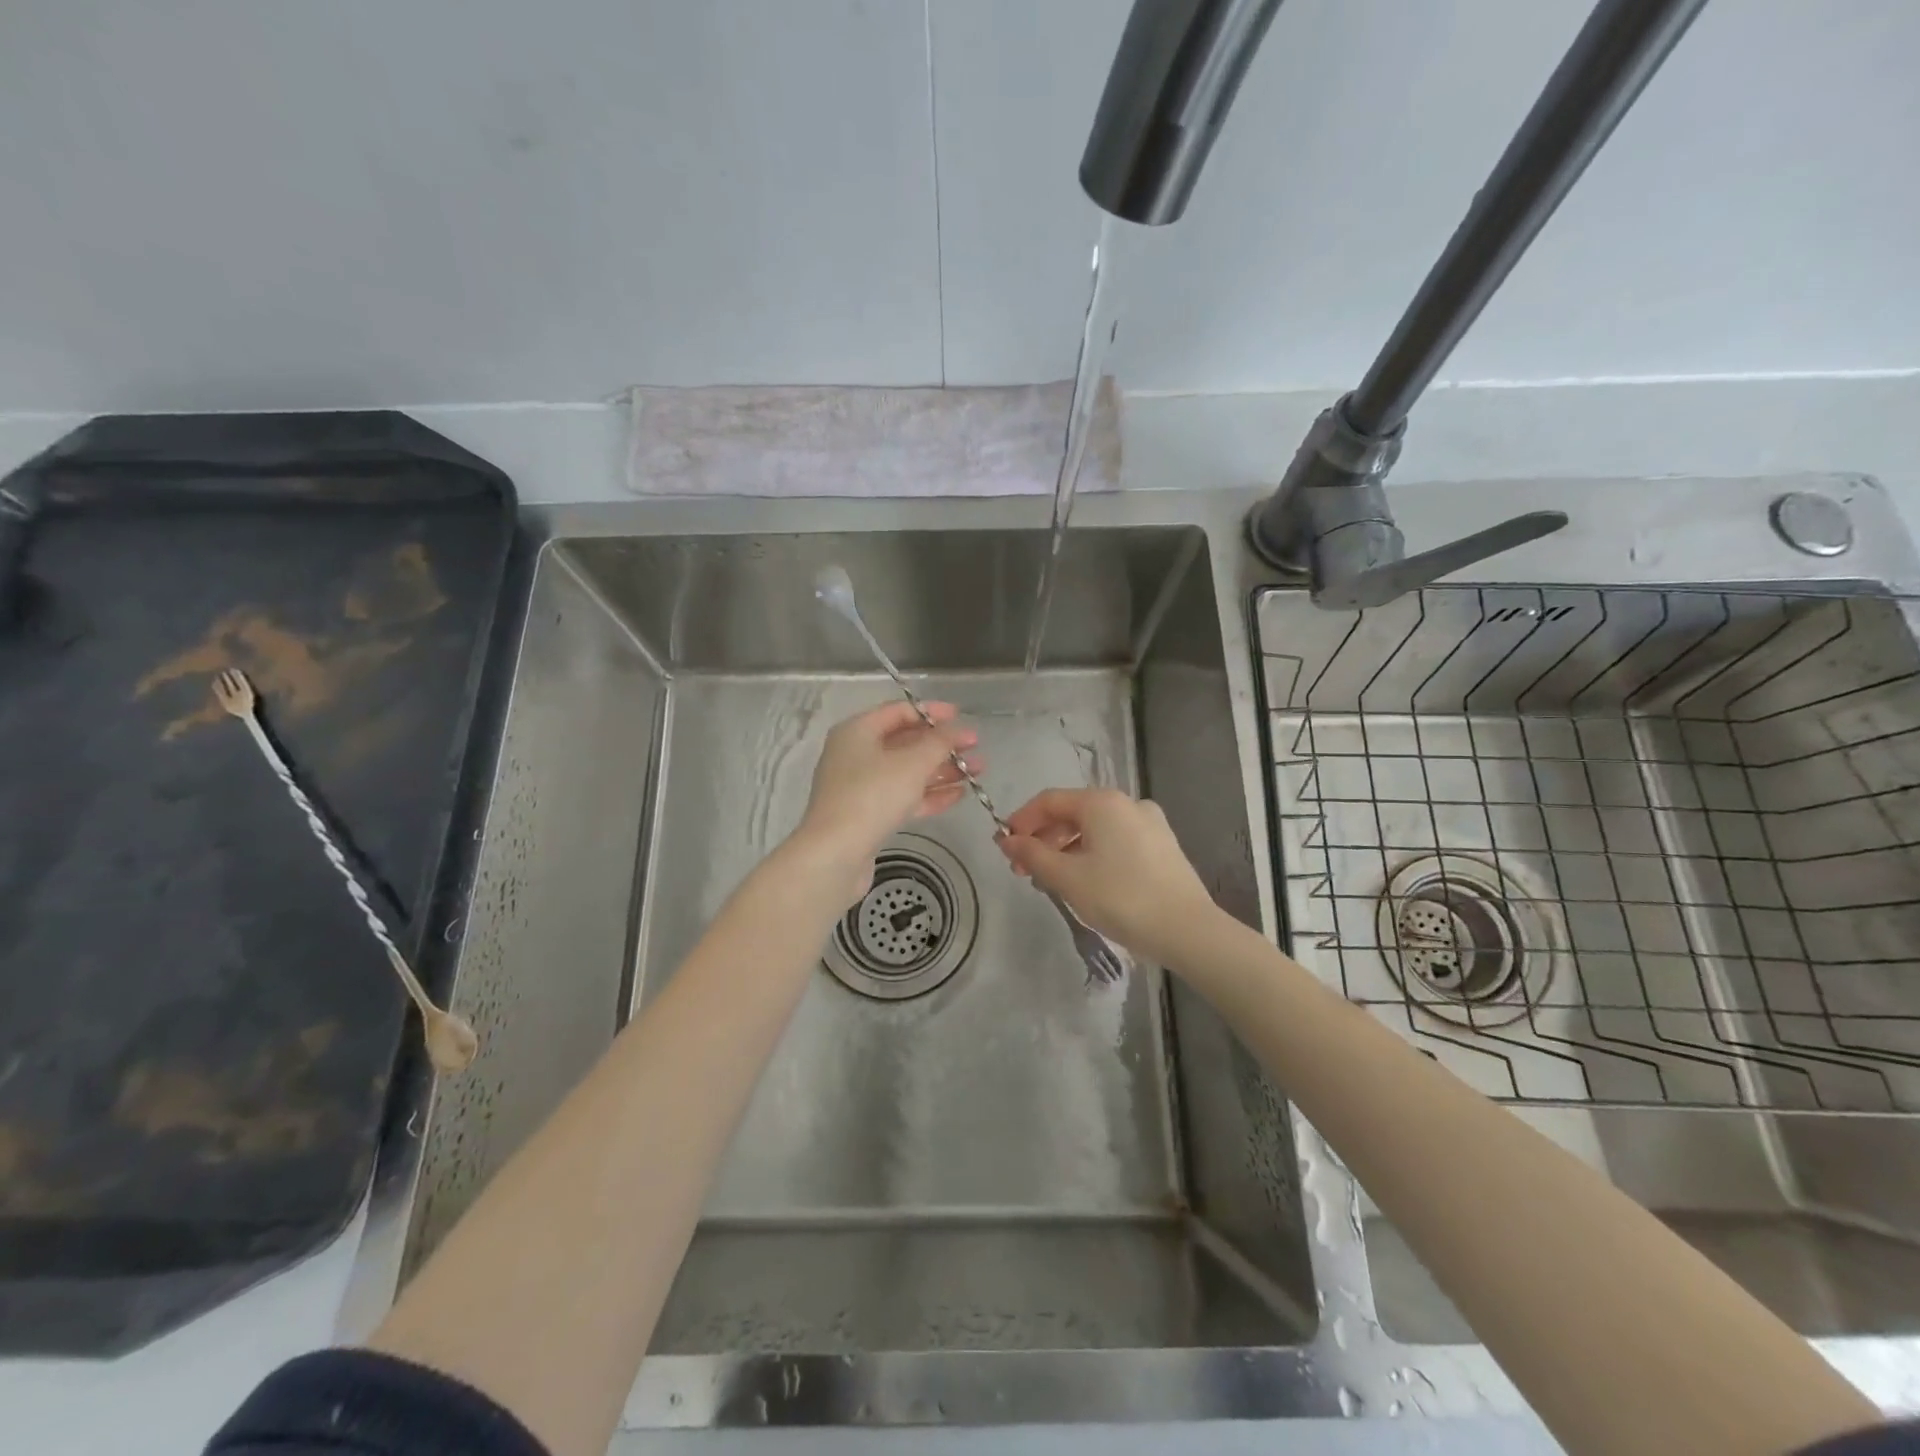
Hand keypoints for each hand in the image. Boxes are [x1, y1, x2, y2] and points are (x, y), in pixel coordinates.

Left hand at [795, 701, 978, 896]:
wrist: (835, 855)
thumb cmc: (872, 796)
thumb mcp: (912, 763)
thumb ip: (940, 742)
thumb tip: (960, 730)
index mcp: (857, 731)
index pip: (899, 711)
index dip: (932, 712)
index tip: (962, 718)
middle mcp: (855, 754)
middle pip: (905, 742)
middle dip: (942, 745)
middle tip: (976, 749)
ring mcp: (860, 787)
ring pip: (907, 772)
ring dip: (941, 770)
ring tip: (977, 772)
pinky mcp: (867, 816)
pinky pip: (903, 797)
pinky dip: (929, 795)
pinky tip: (959, 795)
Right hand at [996, 788, 1217, 963]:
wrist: (1187, 929)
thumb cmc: (1120, 897)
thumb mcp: (1067, 878)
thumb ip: (1033, 855)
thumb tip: (1006, 840)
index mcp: (1102, 802)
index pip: (1049, 801)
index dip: (1021, 821)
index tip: (1004, 848)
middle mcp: (1127, 803)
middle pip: (1072, 813)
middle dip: (1043, 839)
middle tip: (1024, 871)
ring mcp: (1149, 823)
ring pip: (1095, 829)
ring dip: (1066, 849)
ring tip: (1052, 881)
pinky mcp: (1162, 846)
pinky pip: (1116, 841)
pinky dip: (1092, 854)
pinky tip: (1086, 882)